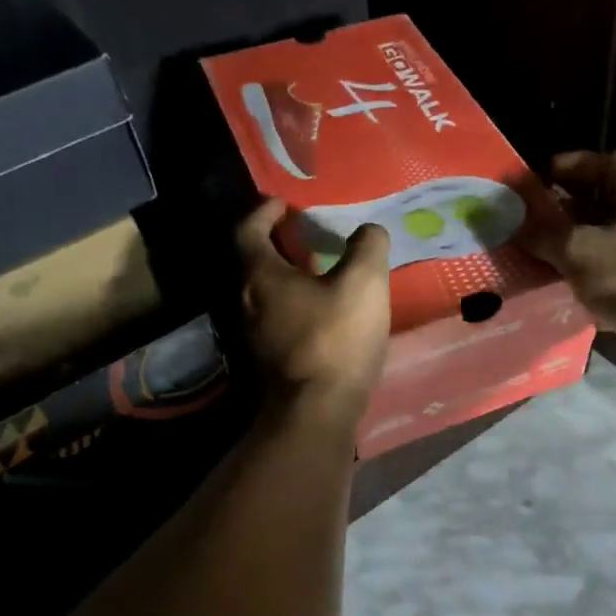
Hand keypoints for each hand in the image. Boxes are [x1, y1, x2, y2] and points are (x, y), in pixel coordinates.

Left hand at [236, 198, 390, 418]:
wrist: (315, 411)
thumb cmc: (335, 339)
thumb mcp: (363, 283)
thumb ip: (367, 247)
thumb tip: (369, 231)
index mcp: (261, 275)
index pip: (248, 230)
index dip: (264, 212)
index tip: (283, 204)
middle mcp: (246, 301)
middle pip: (253, 262)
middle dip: (277, 244)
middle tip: (305, 234)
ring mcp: (253, 335)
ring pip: (264, 294)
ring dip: (285, 277)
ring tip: (318, 271)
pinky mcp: (267, 361)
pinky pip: (276, 319)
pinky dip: (293, 305)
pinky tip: (322, 312)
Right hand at [522, 151, 615, 377]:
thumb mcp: (578, 250)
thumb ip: (544, 234)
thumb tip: (514, 224)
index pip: (606, 162)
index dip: (571, 165)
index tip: (537, 177)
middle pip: (603, 202)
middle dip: (565, 207)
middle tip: (528, 216)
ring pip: (604, 237)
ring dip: (572, 241)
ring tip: (535, 248)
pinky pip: (609, 268)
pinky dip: (584, 270)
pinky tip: (556, 280)